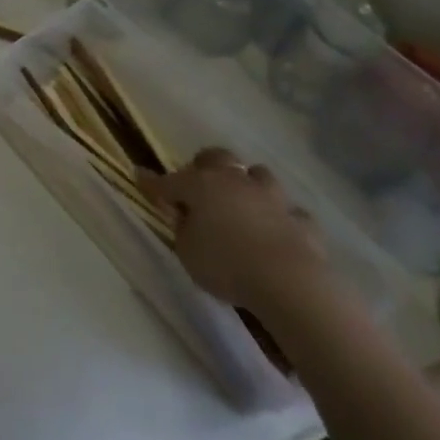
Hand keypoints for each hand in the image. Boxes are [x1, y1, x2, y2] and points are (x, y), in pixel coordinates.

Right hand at [140, 150, 331, 318]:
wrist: (287, 280)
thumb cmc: (225, 264)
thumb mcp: (187, 252)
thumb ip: (184, 229)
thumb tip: (187, 216)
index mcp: (202, 186)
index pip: (169, 181)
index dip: (152, 182)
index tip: (139, 175)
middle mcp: (236, 181)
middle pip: (217, 158)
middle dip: (205, 166)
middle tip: (199, 184)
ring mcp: (272, 197)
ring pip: (258, 175)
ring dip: (249, 185)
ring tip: (243, 202)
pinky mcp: (300, 220)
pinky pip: (289, 212)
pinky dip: (282, 219)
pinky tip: (278, 232)